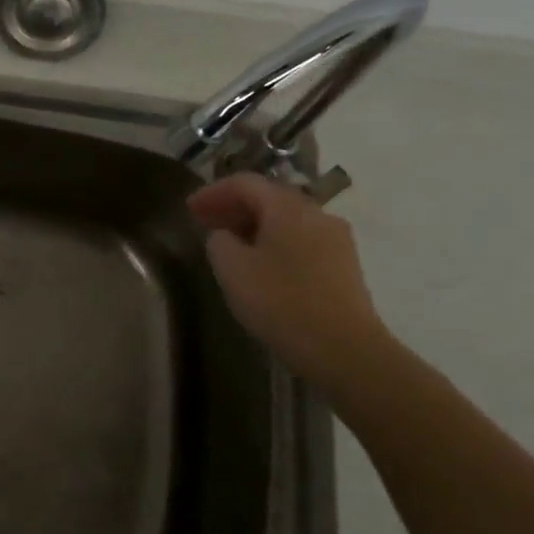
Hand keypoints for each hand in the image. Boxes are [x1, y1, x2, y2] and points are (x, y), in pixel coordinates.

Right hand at [188, 172, 392, 389]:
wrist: (345, 350)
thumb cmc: (281, 302)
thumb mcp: (231, 269)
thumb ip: (219, 241)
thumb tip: (226, 234)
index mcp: (288, 207)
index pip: (245, 183)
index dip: (212, 192)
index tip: (188, 208)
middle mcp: (316, 213)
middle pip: (269, 197)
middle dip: (234, 207)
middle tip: (206, 223)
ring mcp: (336, 239)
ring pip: (287, 220)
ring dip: (255, 225)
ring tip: (230, 245)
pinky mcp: (344, 265)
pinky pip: (302, 240)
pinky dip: (275, 242)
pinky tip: (261, 265)